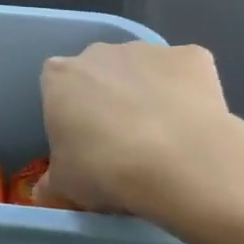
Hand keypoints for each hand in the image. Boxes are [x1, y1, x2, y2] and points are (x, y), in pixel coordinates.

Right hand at [40, 41, 243, 222]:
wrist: (181, 164)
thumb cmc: (106, 170)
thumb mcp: (64, 186)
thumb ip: (51, 183)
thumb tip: (47, 194)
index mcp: (59, 77)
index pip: (57, 88)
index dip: (71, 115)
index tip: (83, 143)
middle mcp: (99, 53)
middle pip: (99, 72)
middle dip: (108, 98)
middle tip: (122, 142)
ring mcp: (147, 50)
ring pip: (143, 70)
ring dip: (148, 93)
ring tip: (165, 139)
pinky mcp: (192, 56)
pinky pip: (187, 72)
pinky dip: (190, 92)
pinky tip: (197, 125)